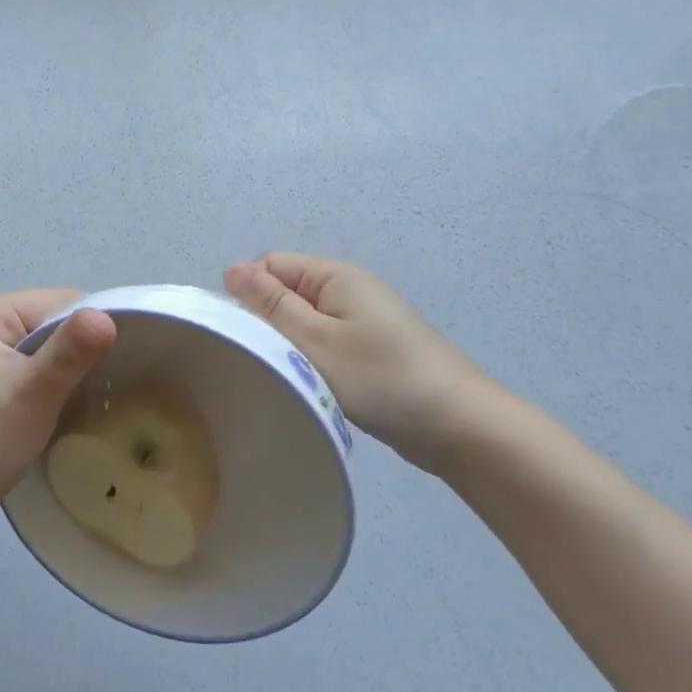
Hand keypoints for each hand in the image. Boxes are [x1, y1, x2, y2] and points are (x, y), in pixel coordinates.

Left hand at [0, 291, 116, 546]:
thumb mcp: (33, 392)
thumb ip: (71, 352)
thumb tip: (108, 317)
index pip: (59, 302)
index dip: (92, 326)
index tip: (122, 358)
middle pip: (52, 324)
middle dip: (81, 350)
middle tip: (113, 380)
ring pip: (45, 350)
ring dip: (68, 370)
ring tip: (95, 394)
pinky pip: (32, 370)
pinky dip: (52, 385)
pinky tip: (68, 405)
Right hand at [224, 254, 499, 473]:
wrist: (460, 426)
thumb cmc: (382, 379)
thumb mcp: (317, 341)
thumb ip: (272, 305)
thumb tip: (232, 268)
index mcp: (335, 276)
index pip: (270, 265)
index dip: (249, 295)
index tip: (245, 337)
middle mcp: (348, 289)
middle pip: (286, 292)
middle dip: (269, 323)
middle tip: (265, 362)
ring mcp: (362, 320)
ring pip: (304, 322)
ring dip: (291, 346)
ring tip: (287, 378)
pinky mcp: (371, 350)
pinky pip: (326, 343)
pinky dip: (313, 361)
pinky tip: (312, 387)